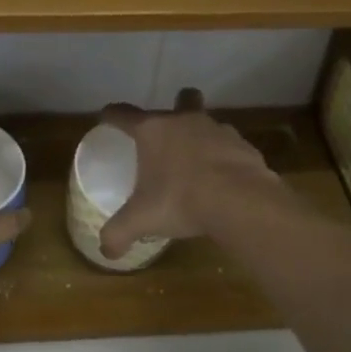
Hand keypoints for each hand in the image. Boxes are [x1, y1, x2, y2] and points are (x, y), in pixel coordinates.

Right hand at [97, 91, 286, 260]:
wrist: (241, 201)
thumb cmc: (181, 200)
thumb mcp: (142, 220)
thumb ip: (119, 233)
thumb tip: (105, 252)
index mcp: (153, 130)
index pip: (123, 114)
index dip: (111, 115)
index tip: (106, 118)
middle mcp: (185, 120)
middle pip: (181, 99)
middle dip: (177, 105)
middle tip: (170, 129)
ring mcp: (219, 130)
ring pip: (208, 122)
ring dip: (202, 136)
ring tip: (198, 162)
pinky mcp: (244, 146)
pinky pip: (230, 147)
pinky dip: (225, 158)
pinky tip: (224, 180)